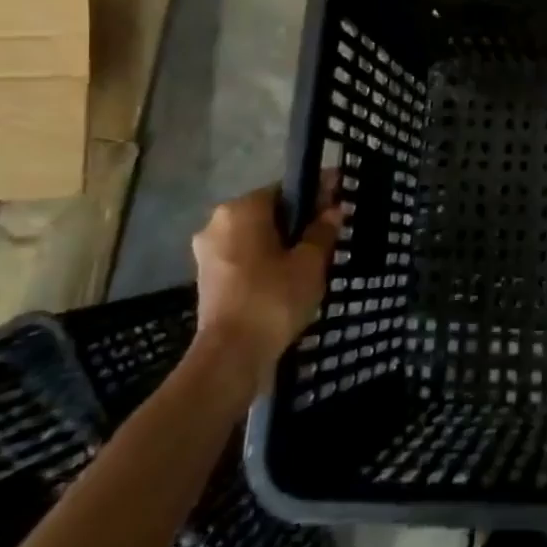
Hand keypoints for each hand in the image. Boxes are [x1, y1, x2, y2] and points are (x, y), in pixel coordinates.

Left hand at [189, 180, 342, 398]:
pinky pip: (243, 258)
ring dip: (280, 243)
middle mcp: (217, 223)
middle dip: (297, 222)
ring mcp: (208, 252)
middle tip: (328, 237)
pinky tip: (287, 279)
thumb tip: (333, 209)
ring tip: (312, 261)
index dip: (316, 195)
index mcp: (241, 209)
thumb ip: (322, 231)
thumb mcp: (310, 262)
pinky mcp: (207, 278)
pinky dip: (264, 262)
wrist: (231, 356)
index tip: (338, 202)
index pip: (286, 189)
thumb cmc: (273, 299)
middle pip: (268, 212)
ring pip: (255, 236)